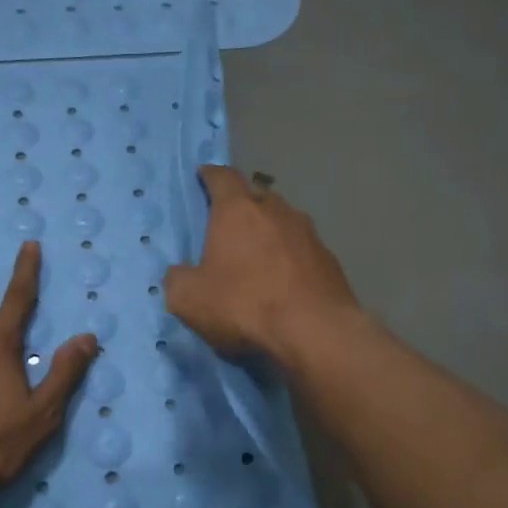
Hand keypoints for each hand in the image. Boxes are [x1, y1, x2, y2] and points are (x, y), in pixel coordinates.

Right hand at [162, 166, 359, 366]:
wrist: (315, 331)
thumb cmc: (245, 305)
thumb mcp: (189, 299)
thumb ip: (178, 279)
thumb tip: (180, 273)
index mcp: (238, 211)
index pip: (223, 177)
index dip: (211, 175)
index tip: (204, 175)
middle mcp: (276, 211)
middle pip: (256, 196)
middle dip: (243, 205)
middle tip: (230, 224)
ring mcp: (308, 233)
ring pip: (284, 221)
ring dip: (270, 231)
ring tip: (259, 254)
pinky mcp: (330, 259)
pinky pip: (303, 249)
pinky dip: (291, 257)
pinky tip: (285, 280)